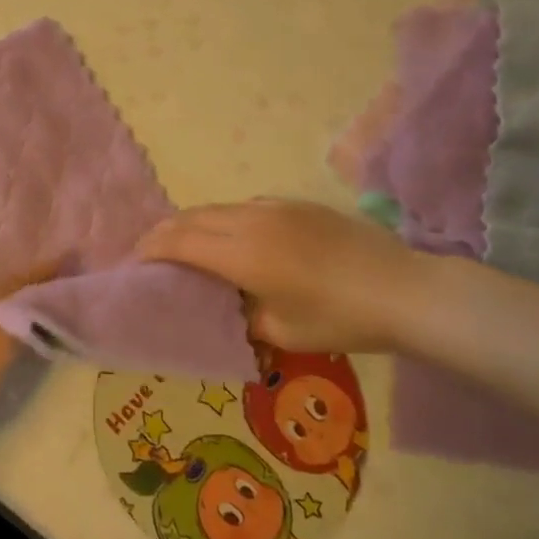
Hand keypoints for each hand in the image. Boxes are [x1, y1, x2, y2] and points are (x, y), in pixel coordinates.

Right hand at [138, 199, 428, 354]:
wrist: (404, 289)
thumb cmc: (340, 319)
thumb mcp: (282, 333)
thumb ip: (244, 318)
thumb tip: (231, 308)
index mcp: (241, 252)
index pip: (178, 241)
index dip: (150, 249)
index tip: (134, 262)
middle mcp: (250, 220)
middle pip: (191, 217)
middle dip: (163, 232)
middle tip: (149, 253)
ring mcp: (275, 207)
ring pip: (216, 207)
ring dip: (191, 223)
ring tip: (183, 245)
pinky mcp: (296, 205)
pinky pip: (243, 206)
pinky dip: (221, 218)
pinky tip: (231, 238)